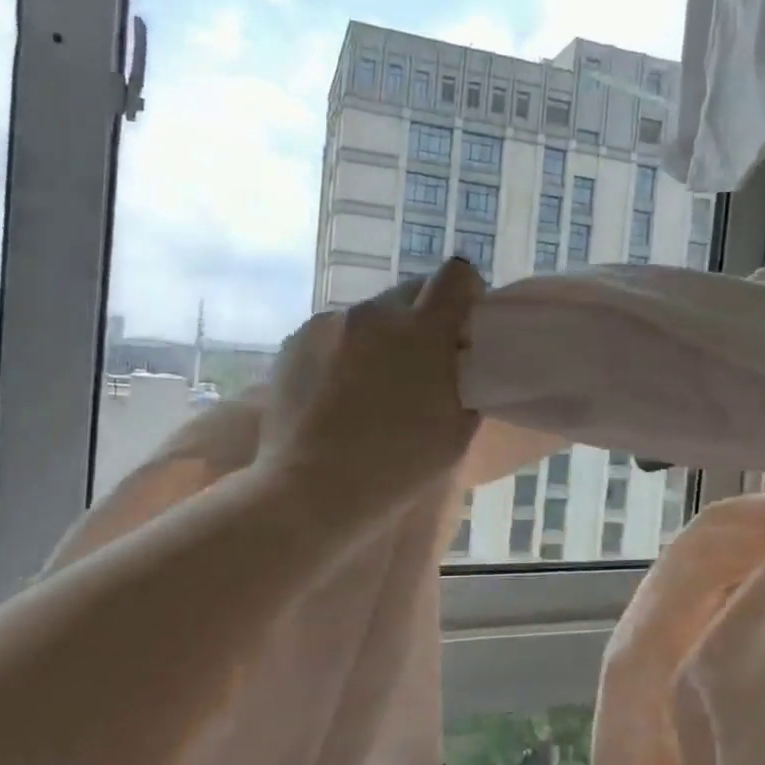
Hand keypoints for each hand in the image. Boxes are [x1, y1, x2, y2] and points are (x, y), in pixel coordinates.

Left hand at [262, 258, 484, 503]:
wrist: (312, 490)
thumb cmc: (398, 466)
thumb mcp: (458, 430)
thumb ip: (467, 382)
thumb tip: (460, 362)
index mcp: (424, 330)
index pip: (458, 275)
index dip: (467, 293)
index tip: (464, 327)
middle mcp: (376, 313)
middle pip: (413, 289)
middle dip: (426, 316)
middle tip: (423, 362)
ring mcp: (330, 323)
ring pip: (371, 314)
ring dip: (384, 336)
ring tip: (373, 385)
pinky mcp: (296, 341)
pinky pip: (335, 332)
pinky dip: (345, 351)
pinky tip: (338, 393)